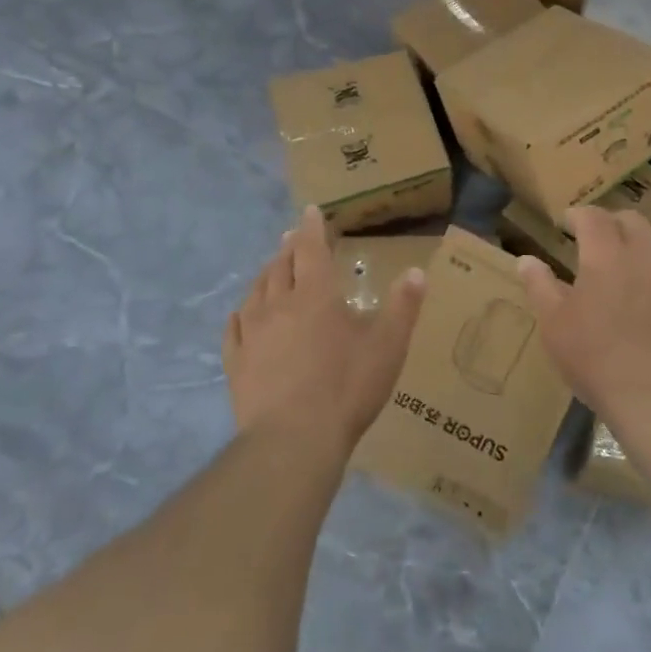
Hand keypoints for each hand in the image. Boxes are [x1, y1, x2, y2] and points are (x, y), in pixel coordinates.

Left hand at [223, 206, 426, 460]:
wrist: (293, 440)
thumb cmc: (347, 388)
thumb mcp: (388, 346)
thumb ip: (403, 306)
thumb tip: (416, 271)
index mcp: (316, 295)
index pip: (311, 249)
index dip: (311, 228)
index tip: (310, 211)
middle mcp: (279, 304)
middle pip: (281, 266)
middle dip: (289, 247)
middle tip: (292, 237)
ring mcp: (252, 333)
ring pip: (256, 291)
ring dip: (266, 275)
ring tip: (271, 269)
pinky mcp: (236, 362)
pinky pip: (234, 328)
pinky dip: (240, 314)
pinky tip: (241, 315)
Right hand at [516, 206, 650, 436]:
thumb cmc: (595, 358)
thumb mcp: (554, 324)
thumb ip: (539, 285)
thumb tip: (527, 260)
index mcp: (607, 254)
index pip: (593, 216)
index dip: (578, 215)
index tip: (566, 223)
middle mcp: (645, 256)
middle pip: (632, 221)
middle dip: (611, 224)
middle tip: (594, 241)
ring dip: (636, 249)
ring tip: (620, 273)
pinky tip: (647, 308)